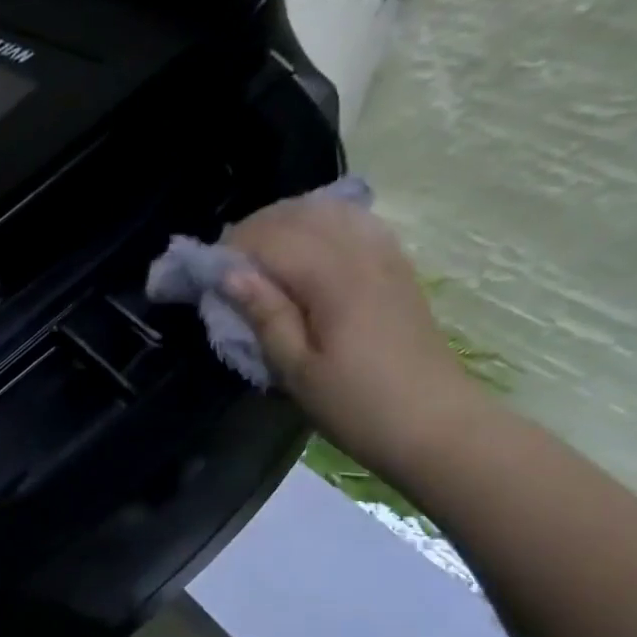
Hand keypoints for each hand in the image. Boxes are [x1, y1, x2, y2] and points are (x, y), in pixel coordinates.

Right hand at [223, 194, 487, 478]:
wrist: (435, 425)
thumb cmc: (357, 408)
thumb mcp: (298, 372)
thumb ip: (265, 316)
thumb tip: (230, 274)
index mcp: (332, 279)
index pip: (271, 239)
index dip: (230, 249)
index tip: (201, 275)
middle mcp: (361, 251)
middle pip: (298, 215)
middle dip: (253, 232)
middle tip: (224, 267)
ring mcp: (385, 255)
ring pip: (327, 212)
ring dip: (285, 224)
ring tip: (259, 256)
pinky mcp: (397, 267)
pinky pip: (354, 223)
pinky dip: (320, 225)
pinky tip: (306, 248)